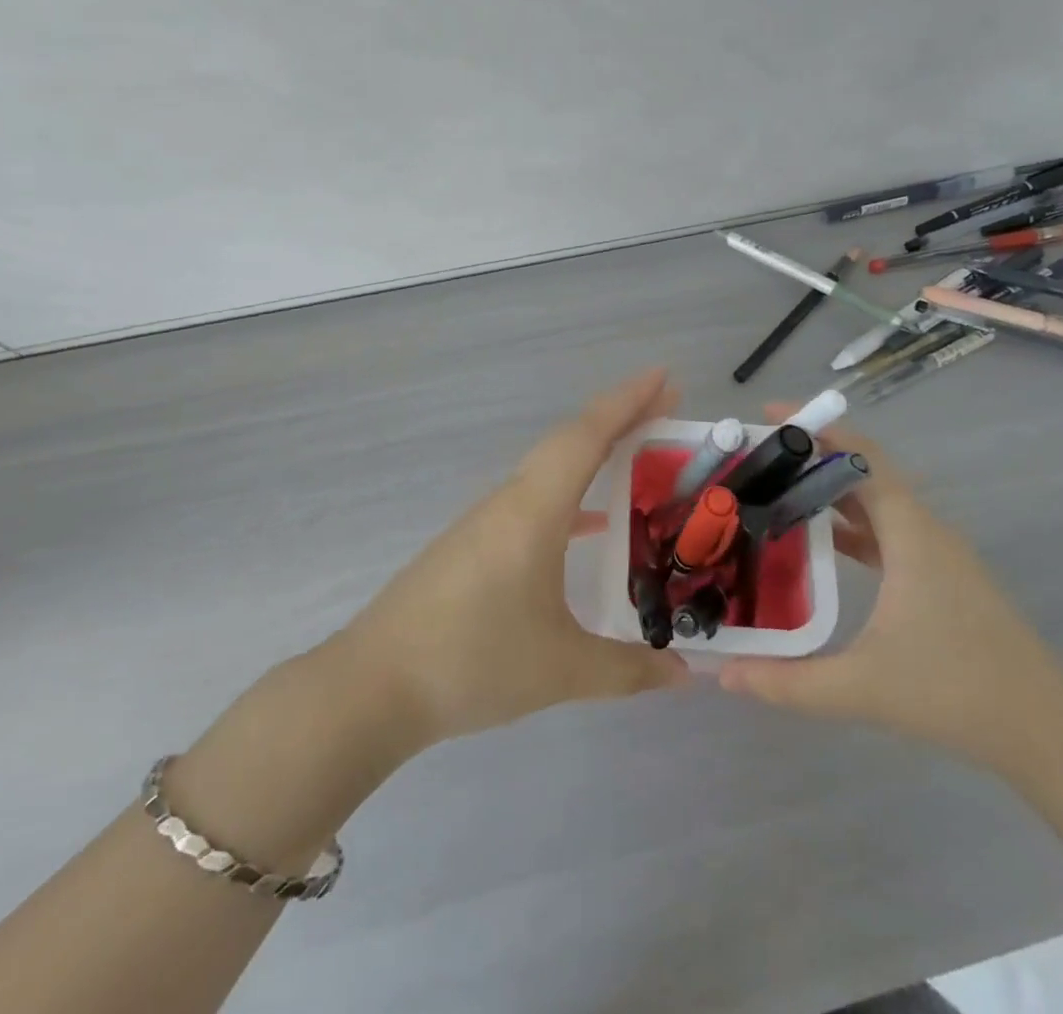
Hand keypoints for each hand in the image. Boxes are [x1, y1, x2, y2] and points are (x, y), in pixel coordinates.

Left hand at [338, 368, 690, 747]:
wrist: (375, 685)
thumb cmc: (473, 662)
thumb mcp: (561, 670)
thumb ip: (629, 670)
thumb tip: (687, 674)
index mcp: (533, 510)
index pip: (587, 437)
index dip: (628, 402)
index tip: (664, 376)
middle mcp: (509, 501)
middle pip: (570, 441)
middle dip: (619, 419)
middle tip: (665, 408)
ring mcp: (485, 521)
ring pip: (548, 469)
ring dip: (593, 454)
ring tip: (638, 456)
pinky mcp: (472, 544)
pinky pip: (532, 500)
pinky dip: (569, 495)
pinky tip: (589, 525)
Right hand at [718, 406, 1062, 774]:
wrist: (1047, 732)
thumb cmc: (956, 694)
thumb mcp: (862, 688)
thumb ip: (786, 682)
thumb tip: (720, 673)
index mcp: (909, 532)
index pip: (860, 454)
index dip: (815, 427)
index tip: (767, 415)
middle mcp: (924, 529)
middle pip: (863, 469)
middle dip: (809, 456)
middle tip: (755, 459)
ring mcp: (937, 552)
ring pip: (876, 500)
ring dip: (829, 490)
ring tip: (774, 492)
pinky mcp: (942, 575)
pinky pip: (887, 529)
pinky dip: (850, 523)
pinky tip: (818, 543)